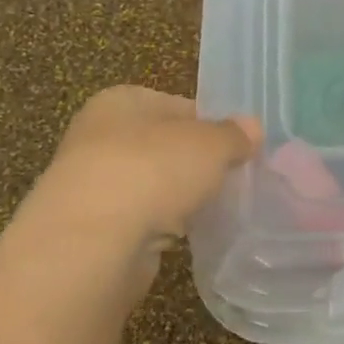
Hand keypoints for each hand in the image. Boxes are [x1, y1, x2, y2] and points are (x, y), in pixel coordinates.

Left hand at [21, 87, 261, 256]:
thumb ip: (233, 135)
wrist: (91, 242)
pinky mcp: (94, 228)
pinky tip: (186, 236)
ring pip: (152, 185)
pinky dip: (162, 226)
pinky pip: (141, 219)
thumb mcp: (209, 143)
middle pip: (163, 145)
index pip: (176, 105)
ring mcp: (94, 184)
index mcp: (120, 101)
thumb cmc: (153, 170)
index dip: (211, 124)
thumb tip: (252, 127)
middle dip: (195, 163)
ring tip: (216, 209)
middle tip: (233, 179)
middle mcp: (99, 136)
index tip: (239, 147)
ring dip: (179, 197)